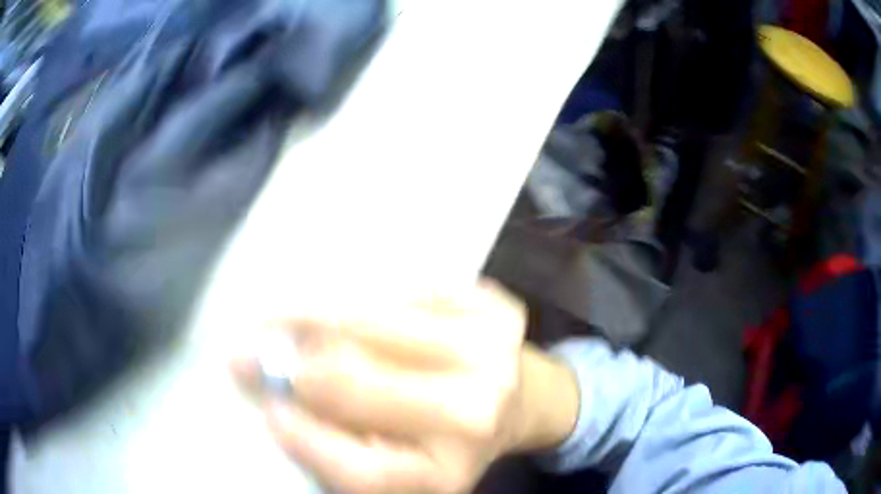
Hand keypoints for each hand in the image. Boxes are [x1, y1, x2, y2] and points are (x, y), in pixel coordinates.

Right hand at [231, 280, 578, 493]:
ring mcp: (495, 356)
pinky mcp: (501, 308)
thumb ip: (338, 441)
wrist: (517, 401)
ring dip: (310, 313)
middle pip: (353, 382)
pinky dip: (360, 293)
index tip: (265, 407)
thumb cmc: (445, 441)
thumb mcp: (395, 463)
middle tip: (245, 346)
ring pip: (372, 320)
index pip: (357, 469)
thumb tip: (275, 393)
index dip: (300, 437)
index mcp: (442, 474)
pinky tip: (339, 301)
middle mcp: (474, 419)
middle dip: (287, 360)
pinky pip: (406, 288)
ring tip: (276, 310)